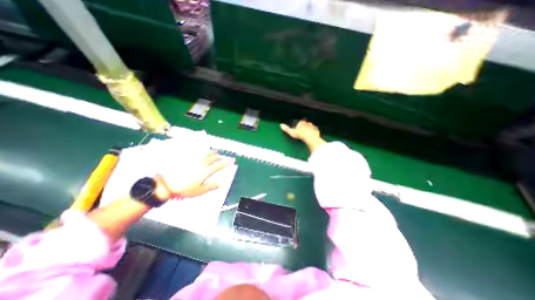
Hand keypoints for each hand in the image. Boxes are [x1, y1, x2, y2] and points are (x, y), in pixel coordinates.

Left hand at [154, 153, 230, 199]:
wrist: (167, 185)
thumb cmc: (184, 189)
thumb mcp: (200, 191)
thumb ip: (212, 186)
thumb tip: (223, 182)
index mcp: (205, 171)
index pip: (219, 165)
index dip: (227, 162)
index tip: (232, 160)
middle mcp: (201, 163)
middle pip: (214, 157)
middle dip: (221, 156)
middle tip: (224, 158)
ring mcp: (194, 159)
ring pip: (207, 153)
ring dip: (213, 153)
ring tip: (216, 154)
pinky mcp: (187, 158)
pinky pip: (198, 152)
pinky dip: (204, 151)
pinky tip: (204, 152)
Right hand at [281, 120, 325, 151]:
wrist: (310, 137)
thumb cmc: (300, 134)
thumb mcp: (291, 132)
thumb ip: (286, 129)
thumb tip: (280, 125)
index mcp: (301, 123)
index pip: (300, 122)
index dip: (299, 126)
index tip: (298, 129)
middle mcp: (308, 123)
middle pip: (306, 124)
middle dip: (305, 127)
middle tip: (303, 132)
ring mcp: (313, 126)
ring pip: (311, 127)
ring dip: (310, 129)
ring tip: (308, 134)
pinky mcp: (317, 131)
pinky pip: (315, 131)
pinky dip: (314, 133)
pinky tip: (313, 136)